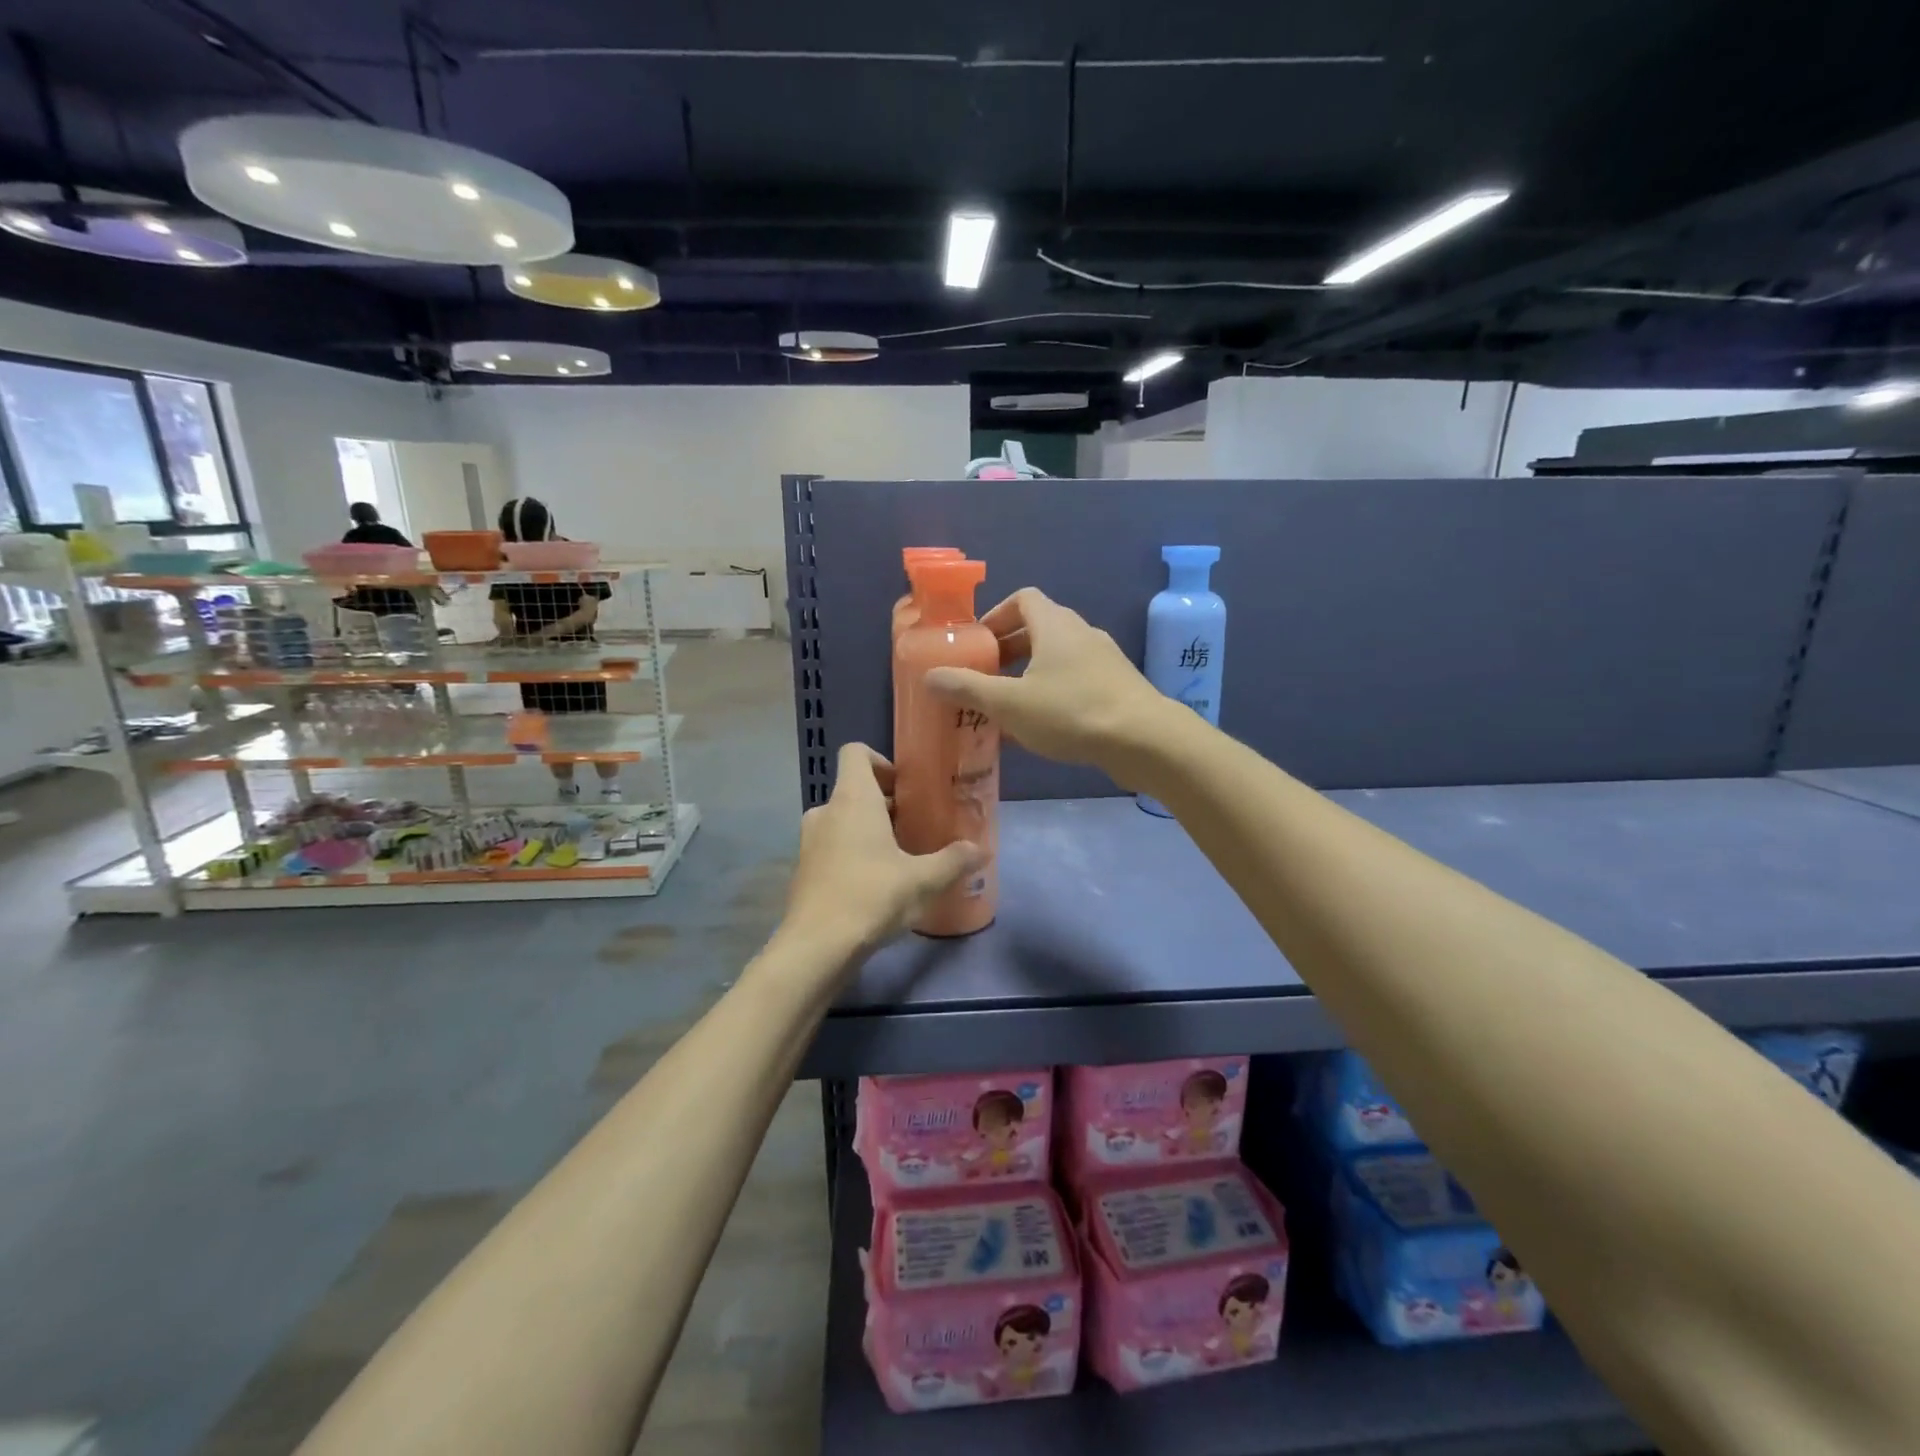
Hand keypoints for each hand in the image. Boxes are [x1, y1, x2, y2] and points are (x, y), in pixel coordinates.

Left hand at [777, 743, 984, 964]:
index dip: (880, 761)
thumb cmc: (872, 897)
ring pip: (842, 819)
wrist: (817, 947)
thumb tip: (981, 849)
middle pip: (853, 788)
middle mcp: (826, 811)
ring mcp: (810, 841)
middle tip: (914, 824)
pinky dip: (851, 853)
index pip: (855, 753)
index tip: (905, 786)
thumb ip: (954, 861)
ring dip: (868, 829)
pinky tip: (876, 883)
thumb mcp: (923, 880)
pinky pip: (831, 846)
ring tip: (899, 855)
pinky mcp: (804, 870)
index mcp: (852, 799)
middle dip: (884, 802)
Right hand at [924, 588, 1173, 785]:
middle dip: (1009, 649)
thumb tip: (930, 675)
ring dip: (1031, 673)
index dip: (996, 616)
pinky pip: (1077, 679)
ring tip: (1009, 705)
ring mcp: (1105, 659)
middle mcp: (1082, 633)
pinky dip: (1054, 692)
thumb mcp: (1010, 703)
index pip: (1023, 599)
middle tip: (986, 676)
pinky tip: (1042, 727)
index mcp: (1055, 625)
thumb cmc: (1071, 712)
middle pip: (1039, 628)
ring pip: (1059, 657)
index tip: (978, 644)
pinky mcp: (1118, 686)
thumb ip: (968, 688)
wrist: (1144, 739)